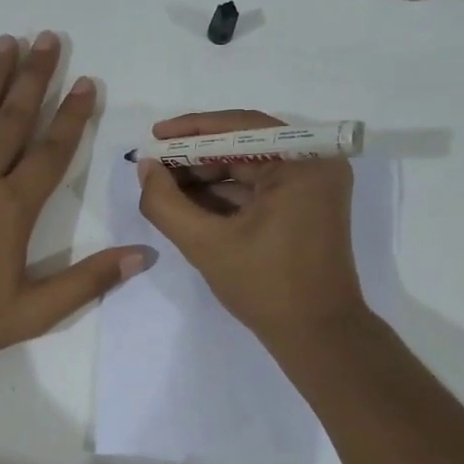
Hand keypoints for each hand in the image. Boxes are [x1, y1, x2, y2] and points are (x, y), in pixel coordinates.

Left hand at [0, 32, 149, 362]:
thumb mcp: (36, 312)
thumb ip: (89, 281)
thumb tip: (143, 255)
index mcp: (13, 207)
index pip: (51, 152)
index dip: (72, 116)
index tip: (87, 82)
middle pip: (12, 119)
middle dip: (34, 77)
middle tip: (48, 38)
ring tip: (6, 41)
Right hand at [136, 110, 364, 347]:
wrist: (318, 336)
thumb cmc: (266, 287)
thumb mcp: (206, 244)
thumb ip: (166, 203)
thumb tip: (146, 168)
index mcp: (304, 162)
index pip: (240, 127)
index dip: (192, 130)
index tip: (154, 136)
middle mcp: (316, 164)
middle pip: (245, 146)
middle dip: (196, 157)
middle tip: (154, 167)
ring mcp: (314, 186)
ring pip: (250, 167)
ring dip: (207, 177)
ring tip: (164, 186)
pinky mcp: (307, 206)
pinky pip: (260, 188)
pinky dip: (226, 195)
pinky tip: (189, 204)